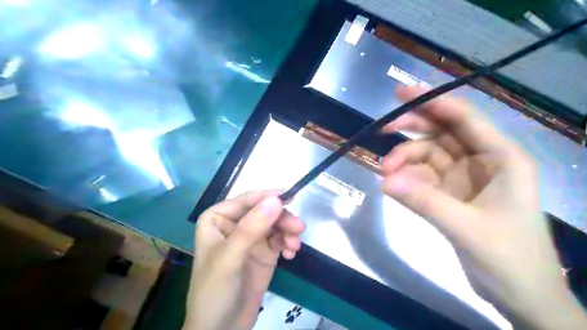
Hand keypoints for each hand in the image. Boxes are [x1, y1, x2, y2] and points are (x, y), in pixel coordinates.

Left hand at [185, 191, 304, 329]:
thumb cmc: (215, 291)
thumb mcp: (230, 258)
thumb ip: (251, 228)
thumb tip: (276, 200)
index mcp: (218, 218)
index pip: (247, 200)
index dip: (269, 197)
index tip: (292, 198)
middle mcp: (235, 224)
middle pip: (265, 211)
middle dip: (283, 219)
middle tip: (299, 228)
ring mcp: (251, 238)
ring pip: (275, 224)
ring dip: (288, 232)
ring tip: (294, 247)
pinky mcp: (264, 252)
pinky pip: (280, 239)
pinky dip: (288, 243)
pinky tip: (291, 255)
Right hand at [381, 86, 586, 328]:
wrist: (521, 296)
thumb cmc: (509, 259)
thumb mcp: (467, 228)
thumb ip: (425, 202)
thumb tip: (384, 181)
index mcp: (501, 158)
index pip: (464, 119)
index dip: (434, 102)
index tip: (401, 95)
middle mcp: (481, 161)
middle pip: (442, 133)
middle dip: (413, 129)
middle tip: (383, 130)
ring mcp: (463, 178)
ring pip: (428, 156)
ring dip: (405, 161)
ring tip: (385, 173)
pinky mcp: (449, 194)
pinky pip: (423, 178)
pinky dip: (407, 180)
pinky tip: (393, 186)